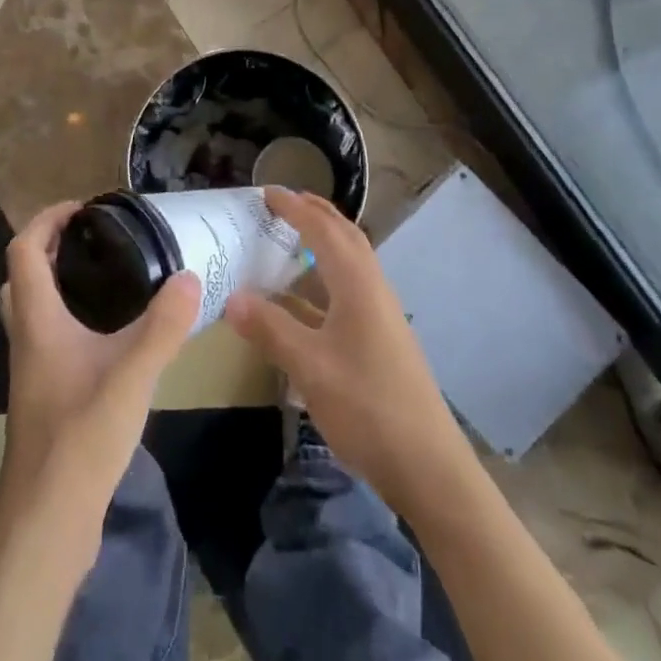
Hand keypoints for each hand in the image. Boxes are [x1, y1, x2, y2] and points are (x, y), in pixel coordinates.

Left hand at [0, 201, 200, 528]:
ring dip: (56, 283)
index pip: (23, 249)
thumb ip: (163, 325)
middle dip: (48, 247)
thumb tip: (188, 276)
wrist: (45, 523)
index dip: (47, 219)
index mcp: (36, 321)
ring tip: (105, 278)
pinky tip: (109, 337)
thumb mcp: (132, 375)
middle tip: (91, 240)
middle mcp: (26, 339)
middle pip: (21, 277)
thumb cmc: (80, 437)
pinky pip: (48, 338)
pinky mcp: (43, 398)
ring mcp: (32, 371)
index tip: (83, 208)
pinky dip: (69, 319)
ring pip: (32, 310)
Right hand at [226, 188, 466, 515]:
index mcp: (358, 285)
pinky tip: (300, 301)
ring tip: (290, 237)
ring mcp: (380, 316)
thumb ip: (270, 329)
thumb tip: (231, 298)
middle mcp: (373, 290)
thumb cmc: (367, 406)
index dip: (295, 208)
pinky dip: (323, 279)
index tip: (266, 192)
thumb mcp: (309, 367)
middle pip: (345, 237)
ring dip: (322, 242)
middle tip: (282, 202)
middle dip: (315, 213)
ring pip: (350, 263)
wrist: (429, 468)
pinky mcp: (380, 340)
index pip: (323, 230)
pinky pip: (348, 290)